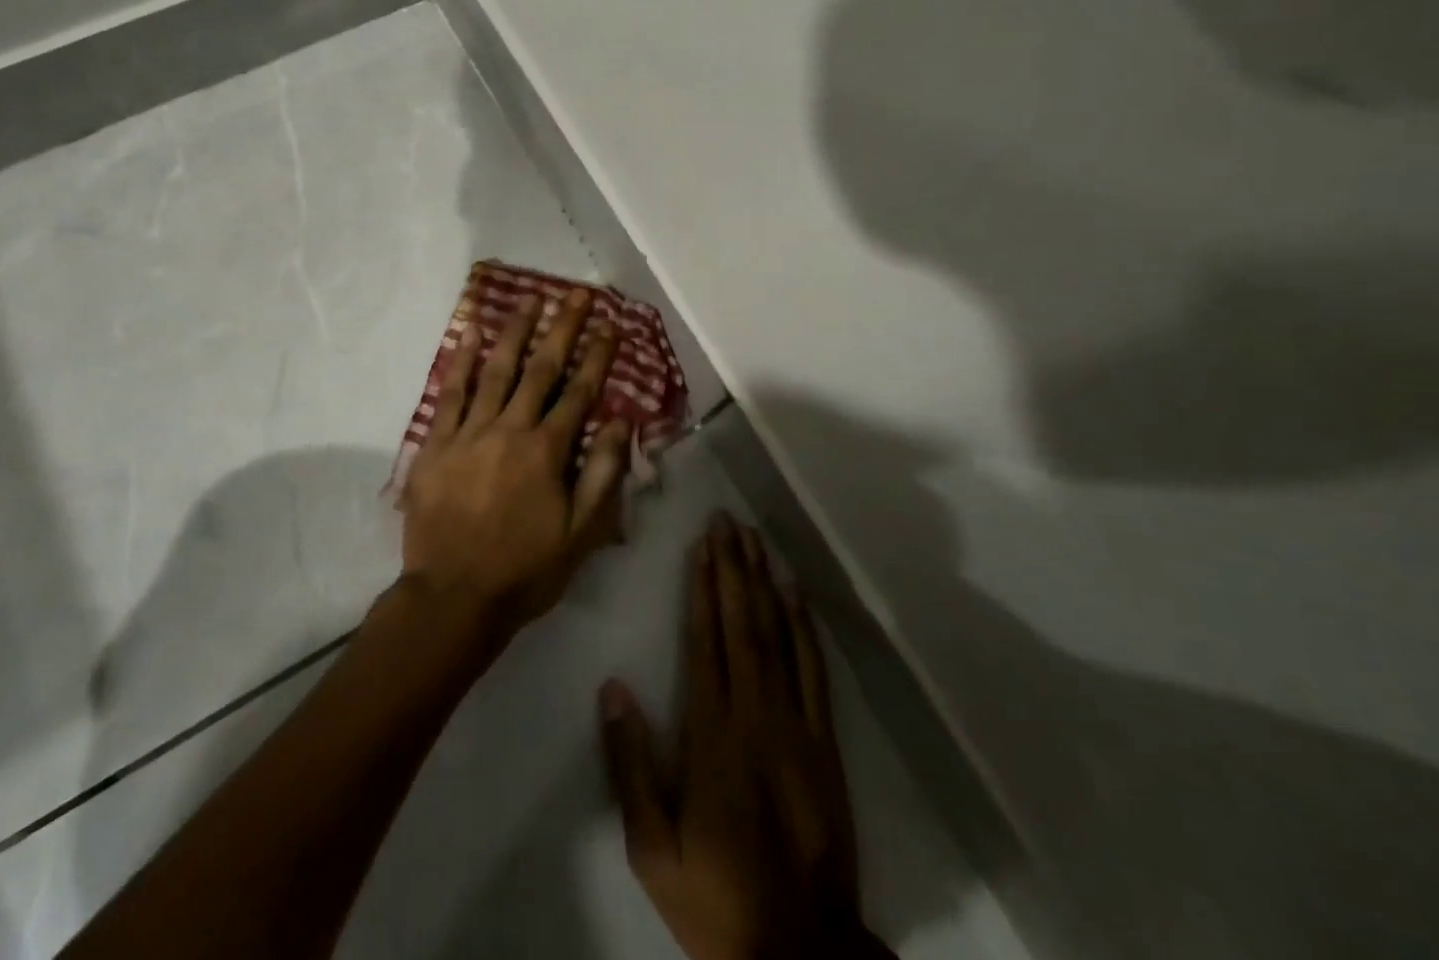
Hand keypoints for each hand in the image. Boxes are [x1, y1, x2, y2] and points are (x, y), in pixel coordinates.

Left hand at [399, 288, 631, 635]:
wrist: (453, 597)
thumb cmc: (524, 569)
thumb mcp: (581, 533)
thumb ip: (603, 474)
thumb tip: (622, 421)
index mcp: (546, 451)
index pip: (579, 392)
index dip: (596, 356)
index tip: (609, 325)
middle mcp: (510, 429)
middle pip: (540, 369)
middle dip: (560, 329)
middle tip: (573, 294)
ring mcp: (469, 432)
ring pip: (496, 371)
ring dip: (514, 332)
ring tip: (529, 300)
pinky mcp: (436, 443)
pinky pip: (450, 393)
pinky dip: (460, 361)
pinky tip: (469, 333)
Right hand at [601, 515, 888, 959]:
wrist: (799, 952)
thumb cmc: (715, 895)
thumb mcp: (652, 847)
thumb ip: (630, 766)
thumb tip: (614, 689)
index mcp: (712, 733)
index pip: (706, 640)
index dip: (703, 587)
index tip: (701, 545)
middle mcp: (755, 714)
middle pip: (743, 624)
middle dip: (732, 567)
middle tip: (727, 521)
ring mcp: (796, 725)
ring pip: (779, 636)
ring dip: (765, 583)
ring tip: (755, 540)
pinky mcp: (824, 742)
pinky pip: (813, 671)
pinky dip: (804, 627)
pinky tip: (795, 595)